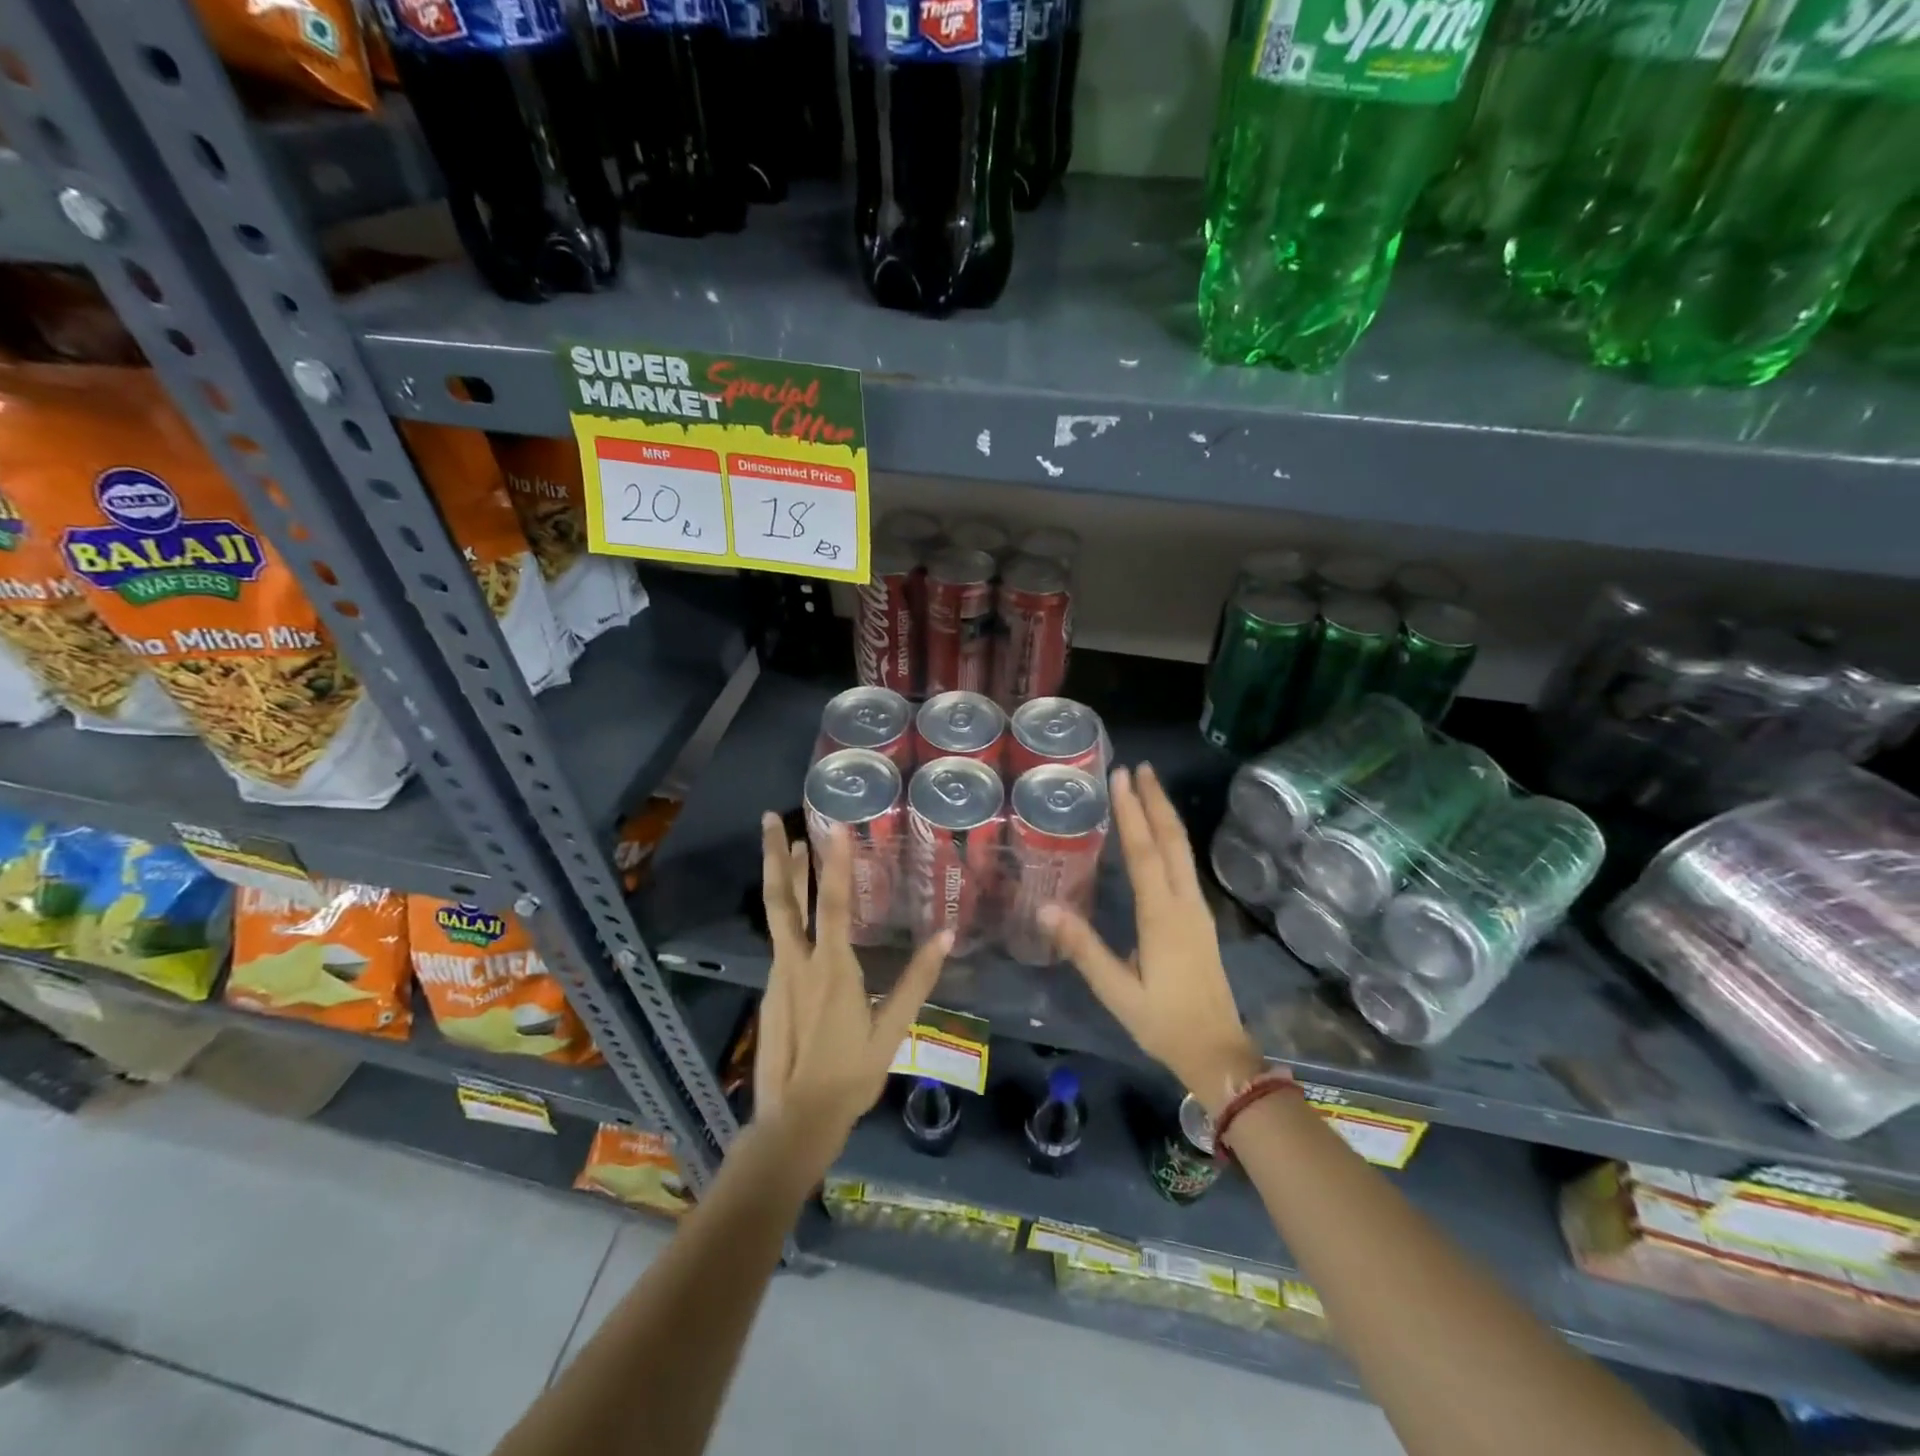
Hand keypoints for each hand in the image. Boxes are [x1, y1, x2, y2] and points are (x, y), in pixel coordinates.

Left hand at [753, 813, 951, 1165]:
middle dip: (774, 856)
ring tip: (788, 847)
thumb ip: (917, 981)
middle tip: (769, 818)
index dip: (836, 863)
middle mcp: (798, 963)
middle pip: (783, 899)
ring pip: (778, 917)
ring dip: (782, 878)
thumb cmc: (851, 1076)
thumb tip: (947, 937)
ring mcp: (779, 976)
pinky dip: (787, 914)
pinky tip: (797, 913)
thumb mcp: (893, 1030)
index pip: (835, 904)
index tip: (834, 827)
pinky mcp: (770, 992)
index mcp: (832, 969)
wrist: (795, 1120)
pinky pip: (779, 942)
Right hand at [1040, 764, 1264, 1113]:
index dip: (1132, 813)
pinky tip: (1161, 835)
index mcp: (1163, 916)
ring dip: (1165, 815)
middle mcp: (1184, 903)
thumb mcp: (1117, 992)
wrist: (1218, 1052)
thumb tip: (1044, 906)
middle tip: (1140, 767)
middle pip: (1172, 840)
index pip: (1146, 853)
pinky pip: (1184, 864)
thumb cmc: (1163, 1023)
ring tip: (1150, 787)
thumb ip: (1082, 947)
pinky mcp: (1199, 919)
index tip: (1122, 777)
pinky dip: (1171, 838)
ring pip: (1182, 850)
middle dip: (1156, 801)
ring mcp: (1197, 909)